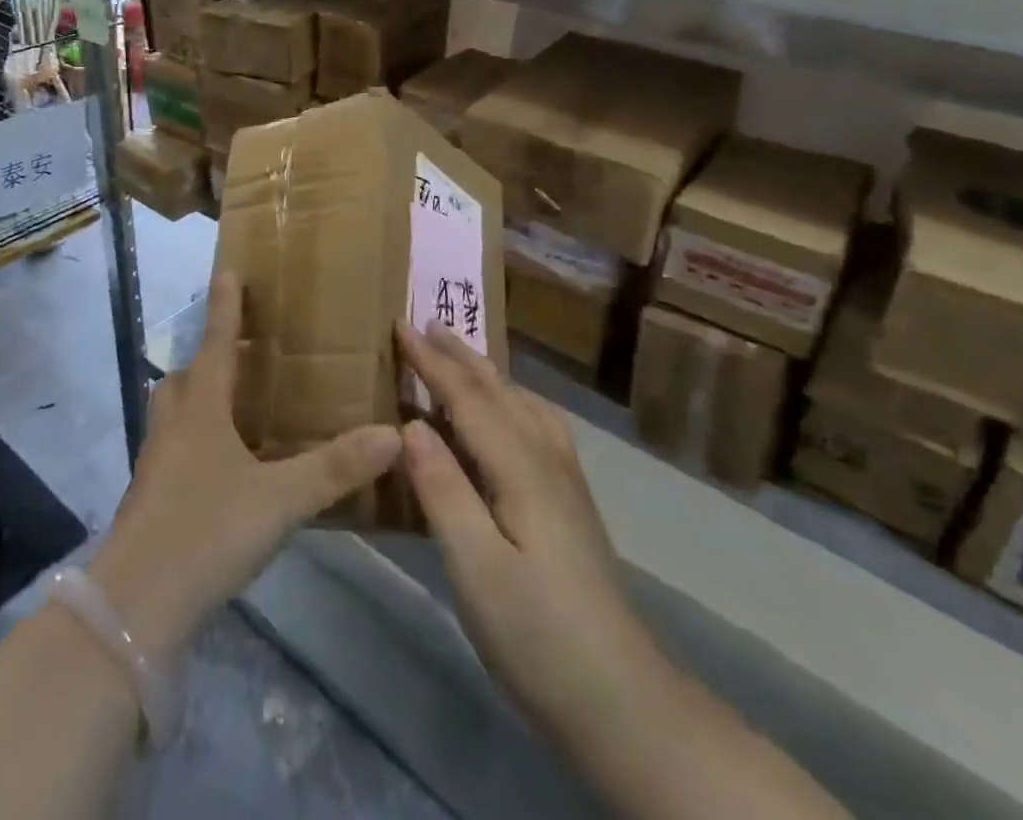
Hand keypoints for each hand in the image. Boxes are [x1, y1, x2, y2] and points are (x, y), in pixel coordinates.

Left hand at [90, 272, 400, 664]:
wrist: (133, 606)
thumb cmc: (205, 531)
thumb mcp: (279, 500)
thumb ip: (334, 468)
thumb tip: (393, 434)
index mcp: (200, 409)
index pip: (216, 343)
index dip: (224, 306)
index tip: (226, 269)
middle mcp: (174, 426)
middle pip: (186, 376)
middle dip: (210, 358)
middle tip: (242, 355)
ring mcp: (157, 464)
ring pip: (176, 413)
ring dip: (200, 399)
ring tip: (236, 408)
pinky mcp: (151, 498)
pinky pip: (176, 449)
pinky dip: (198, 441)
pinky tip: (225, 469)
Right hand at [397, 322, 637, 744]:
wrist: (622, 700)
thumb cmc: (538, 635)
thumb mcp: (476, 567)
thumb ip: (443, 490)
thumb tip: (411, 423)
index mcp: (520, 467)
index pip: (468, 397)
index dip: (432, 361)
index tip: (400, 324)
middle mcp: (547, 458)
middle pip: (499, 391)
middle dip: (460, 355)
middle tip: (426, 323)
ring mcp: (565, 480)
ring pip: (522, 404)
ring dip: (487, 374)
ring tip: (460, 357)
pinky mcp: (571, 502)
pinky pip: (536, 425)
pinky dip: (511, 401)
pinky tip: (508, 416)